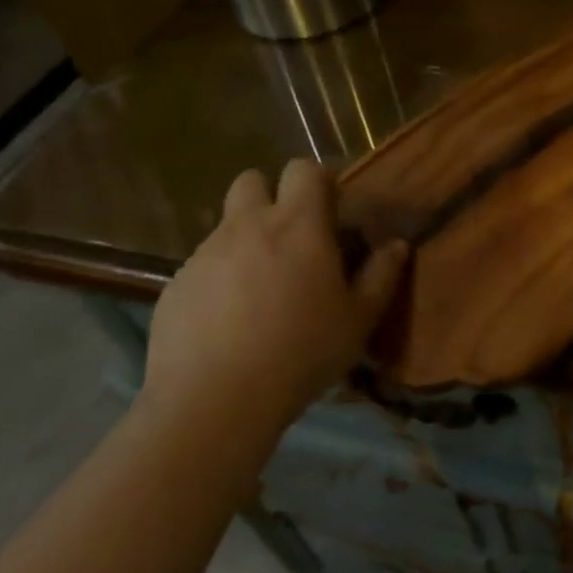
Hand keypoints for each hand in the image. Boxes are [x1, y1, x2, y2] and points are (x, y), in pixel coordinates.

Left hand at [143, 161, 406, 451]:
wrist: (212, 404)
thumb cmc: (300, 354)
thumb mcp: (357, 320)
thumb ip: (382, 275)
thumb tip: (397, 245)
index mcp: (298, 224)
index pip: (303, 169)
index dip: (317, 181)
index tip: (329, 210)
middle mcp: (248, 225)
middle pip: (252, 180)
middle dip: (269, 196)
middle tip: (287, 237)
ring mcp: (205, 253)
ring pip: (225, 226)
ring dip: (244, 240)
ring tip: (257, 288)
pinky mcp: (175, 285)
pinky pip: (201, 266)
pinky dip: (216, 279)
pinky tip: (225, 322)